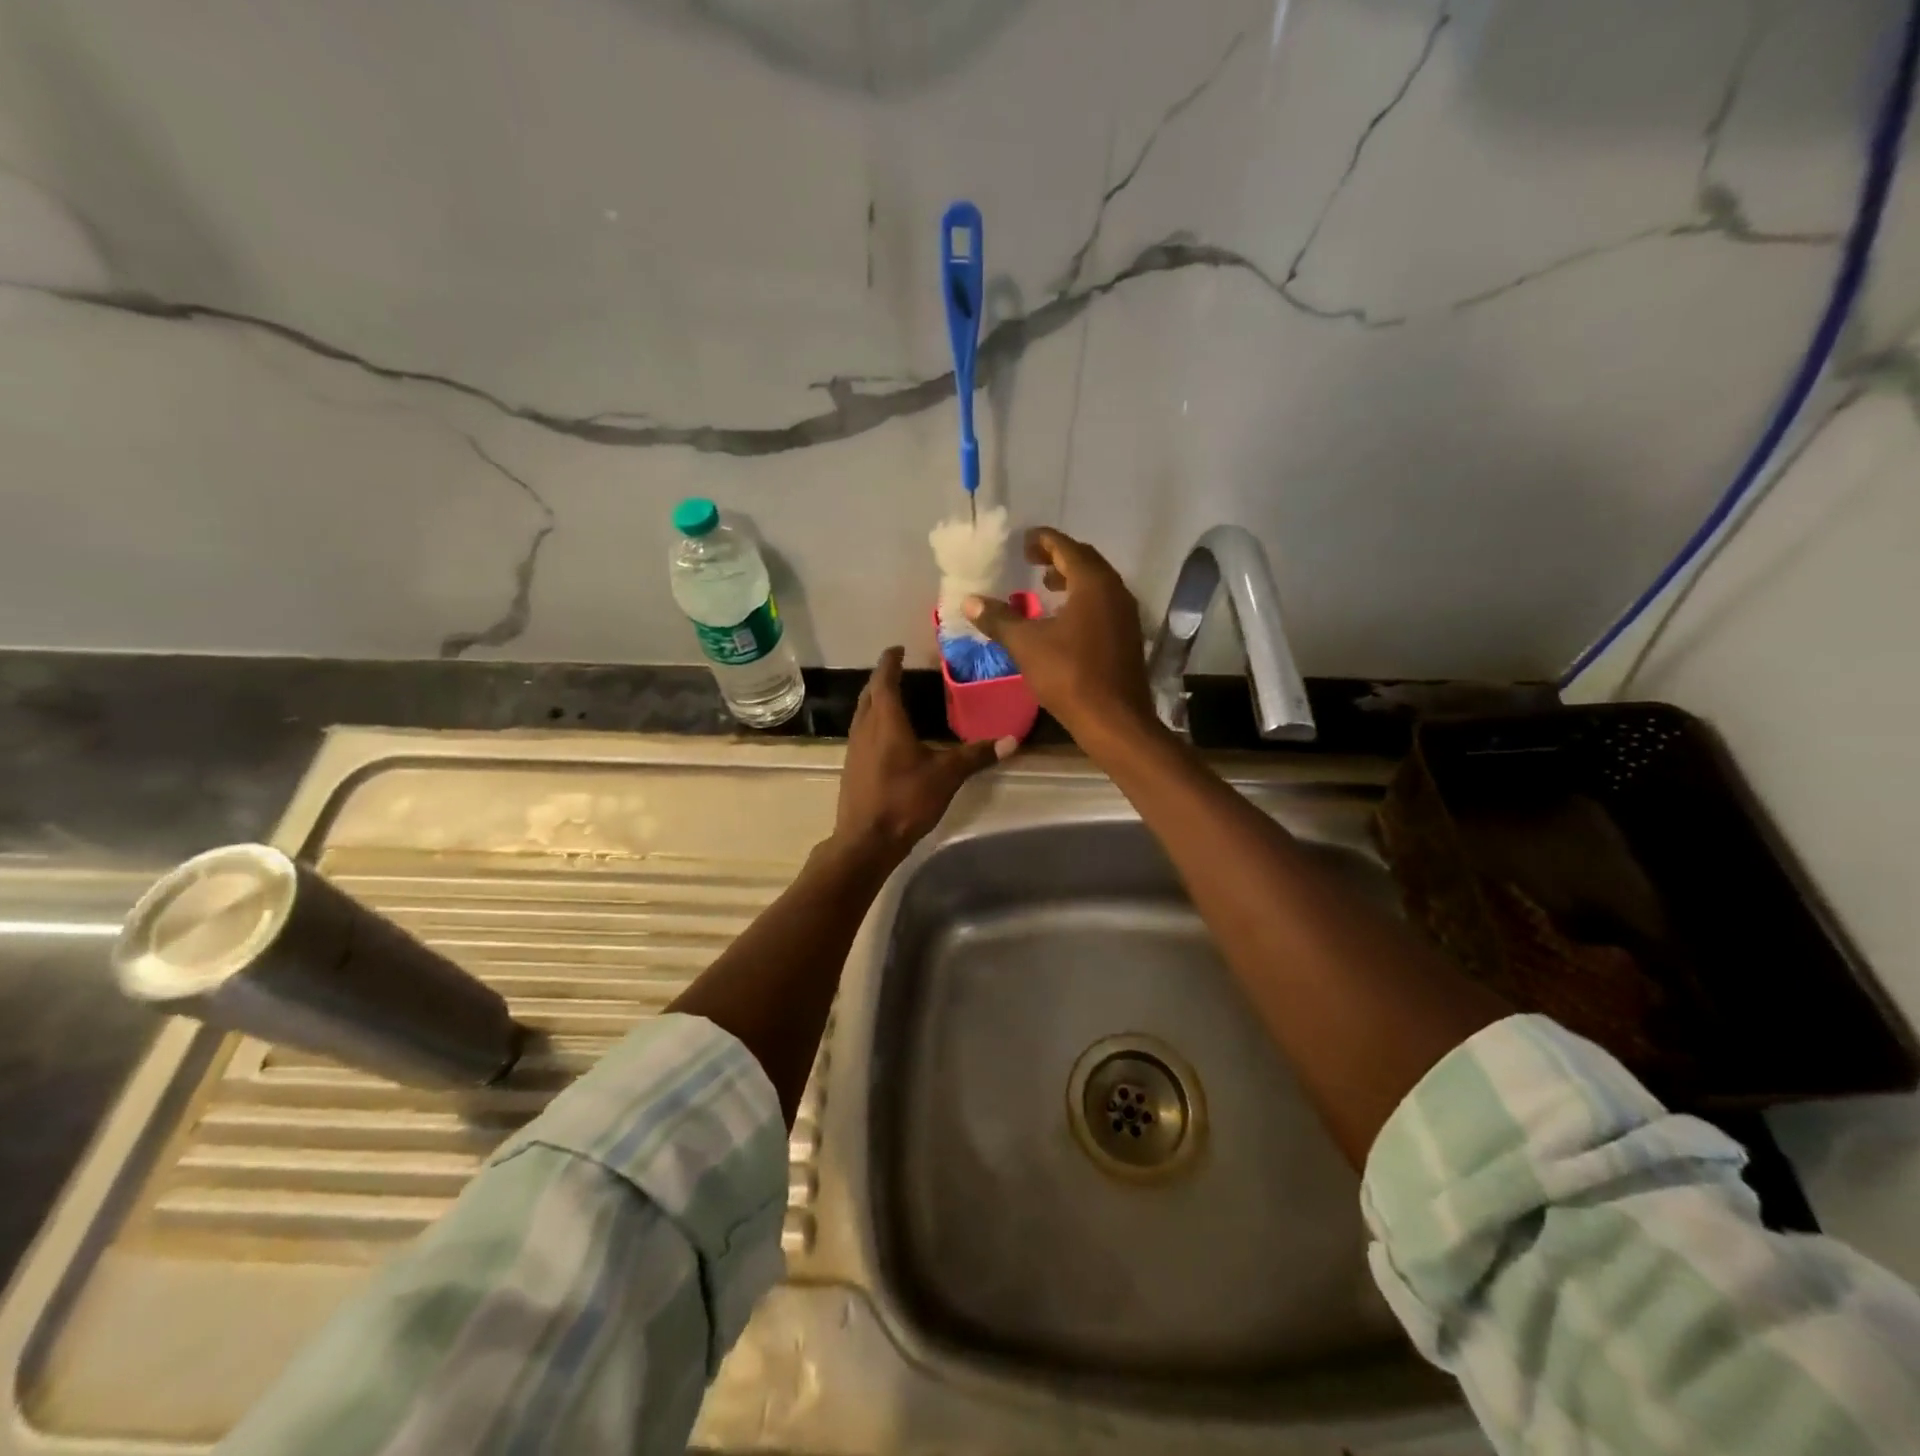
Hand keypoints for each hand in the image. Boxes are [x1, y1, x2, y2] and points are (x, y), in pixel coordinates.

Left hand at [831, 647, 1012, 868]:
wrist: (866, 841)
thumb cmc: (905, 800)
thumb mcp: (946, 776)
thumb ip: (976, 755)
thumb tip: (1012, 740)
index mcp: (886, 721)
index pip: (885, 680)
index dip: (890, 662)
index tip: (897, 648)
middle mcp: (865, 727)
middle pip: (870, 693)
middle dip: (882, 678)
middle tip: (898, 669)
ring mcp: (854, 748)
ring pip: (862, 713)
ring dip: (875, 700)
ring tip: (893, 697)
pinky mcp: (851, 766)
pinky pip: (861, 732)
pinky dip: (872, 721)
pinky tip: (886, 735)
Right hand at [963, 527, 1156, 740]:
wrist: (1114, 719)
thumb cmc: (1069, 675)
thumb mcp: (1026, 645)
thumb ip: (999, 619)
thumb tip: (970, 601)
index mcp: (1093, 583)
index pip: (1067, 547)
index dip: (1043, 540)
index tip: (1023, 541)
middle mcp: (1115, 591)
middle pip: (1086, 561)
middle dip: (1058, 556)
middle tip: (1031, 560)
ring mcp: (1126, 614)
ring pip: (1097, 584)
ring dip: (1072, 579)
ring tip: (1045, 586)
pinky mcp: (1128, 636)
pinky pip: (1104, 604)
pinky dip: (1083, 600)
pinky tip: (1064, 619)